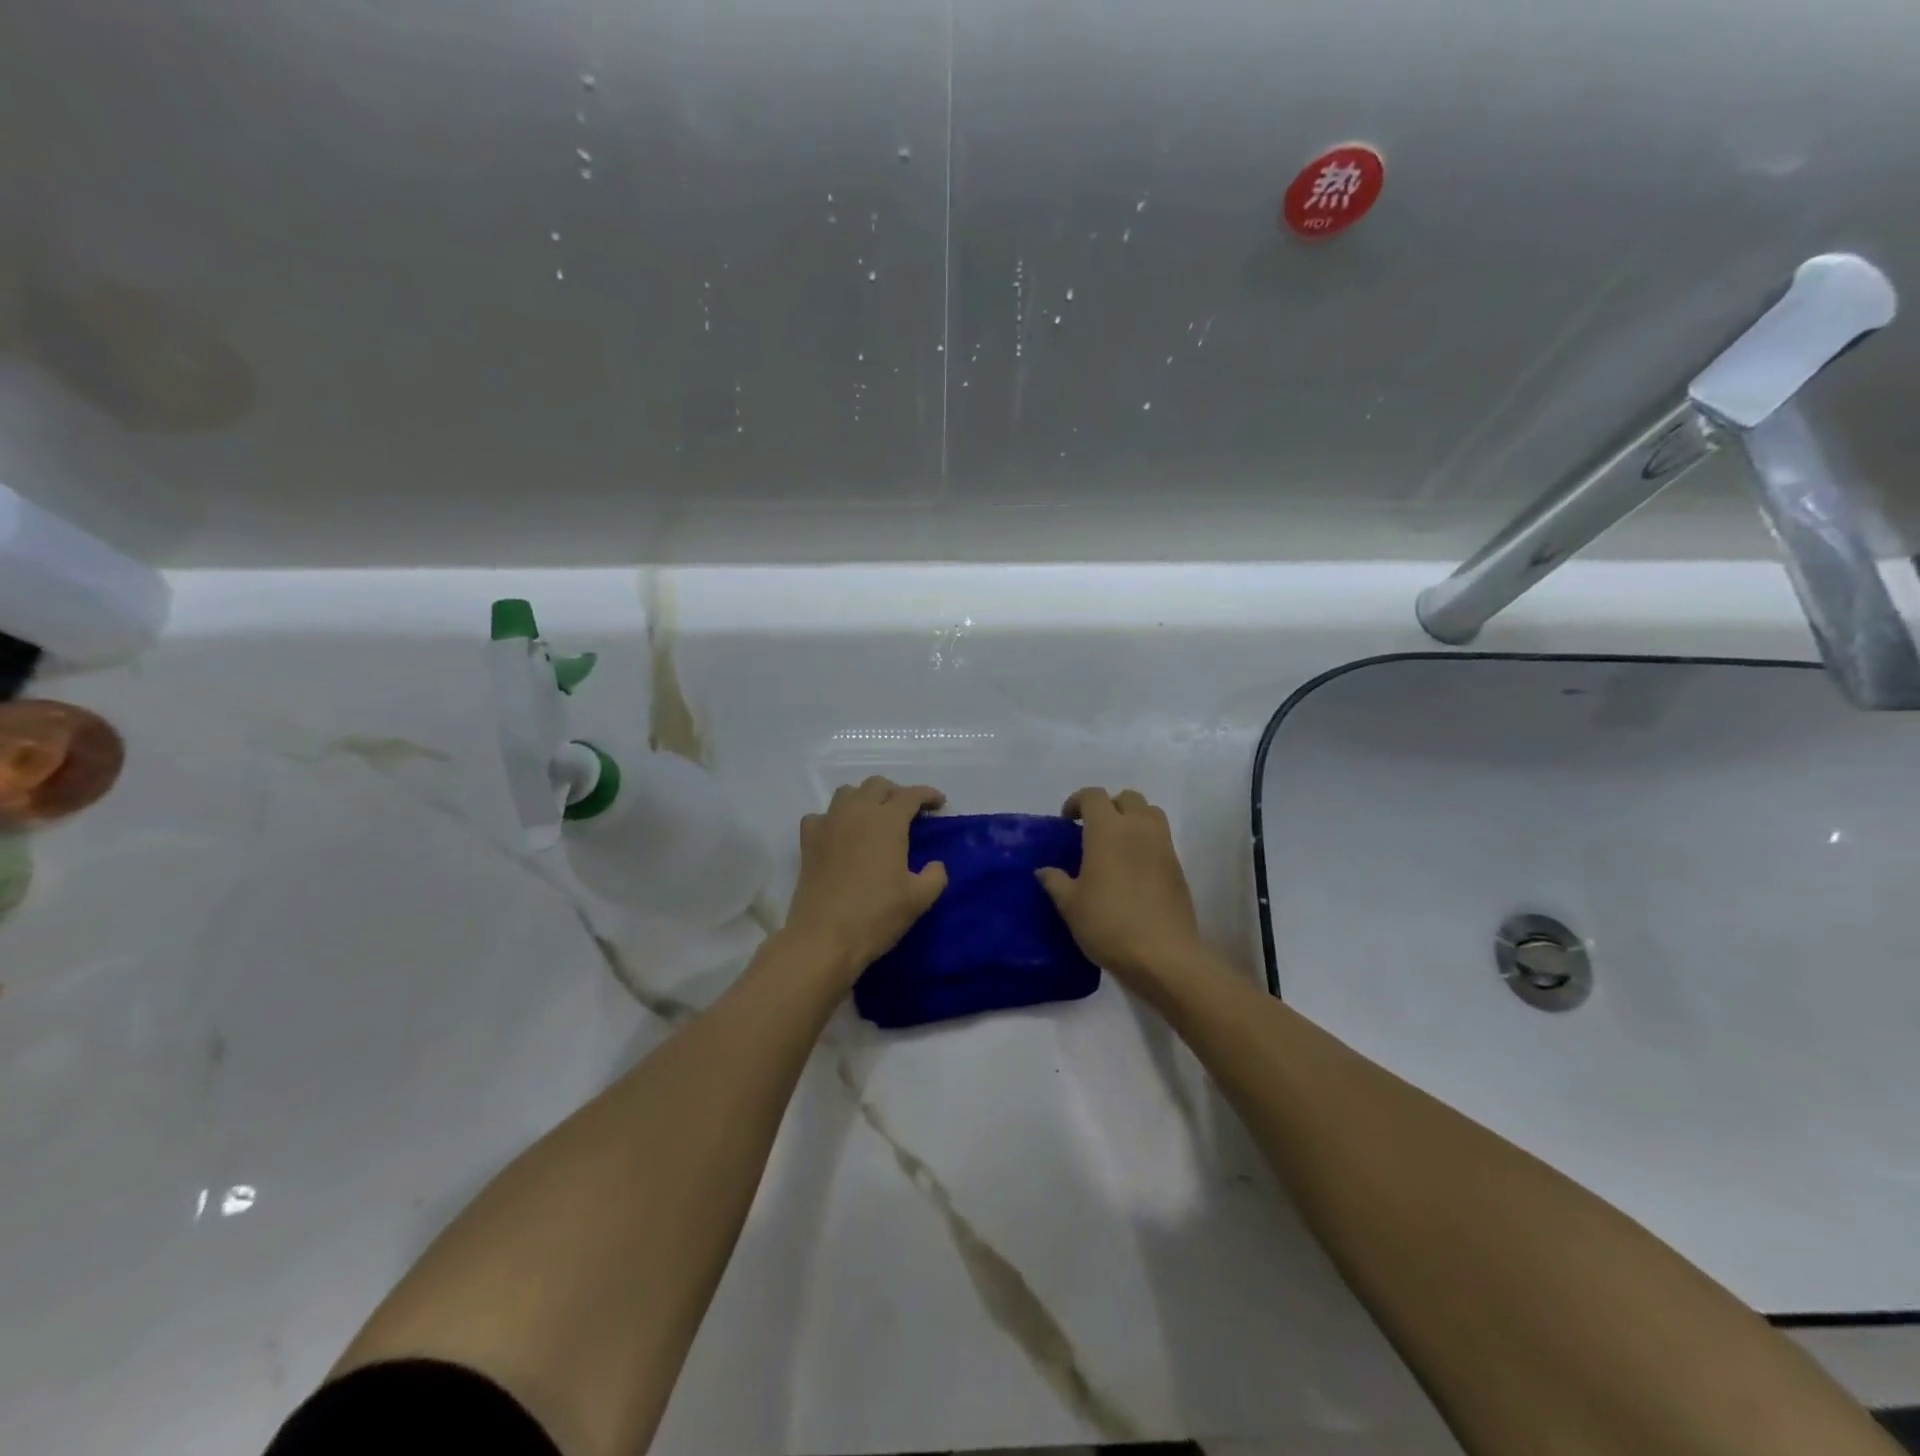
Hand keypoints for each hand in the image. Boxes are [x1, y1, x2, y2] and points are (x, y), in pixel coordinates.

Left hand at [782, 777, 948, 987]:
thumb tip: (935, 866)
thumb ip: (935, 876)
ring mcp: (828, 824)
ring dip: (865, 798)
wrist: (824, 937)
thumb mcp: (919, 899)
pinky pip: (821, 816)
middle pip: (877, 785)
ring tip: (874, 819)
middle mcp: (857, 812)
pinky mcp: (808, 841)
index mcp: (887, 821)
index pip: (910, 795)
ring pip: (847, 793)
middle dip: (896, 793)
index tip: (939, 803)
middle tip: (908, 813)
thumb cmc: (876, 915)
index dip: (928, 795)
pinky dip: (834, 818)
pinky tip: (840, 835)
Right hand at [1038, 787, 1205, 990]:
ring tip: (1117, 844)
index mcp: (1108, 830)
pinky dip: (1147, 841)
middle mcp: (1138, 828)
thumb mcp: (1071, 906)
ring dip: (1133, 819)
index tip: (1067, 820)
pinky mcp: (1178, 867)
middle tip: (1093, 830)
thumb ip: (1055, 882)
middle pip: (1127, 798)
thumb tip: (1044, 871)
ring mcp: (1163, 846)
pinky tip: (1134, 869)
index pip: (1093, 796)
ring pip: (1150, 813)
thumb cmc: (1109, 924)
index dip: (1077, 801)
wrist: (1163, 955)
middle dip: (1109, 806)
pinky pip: (1161, 839)